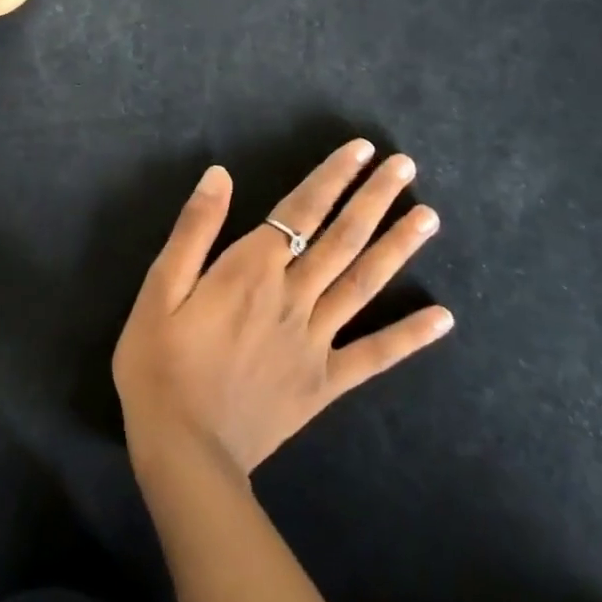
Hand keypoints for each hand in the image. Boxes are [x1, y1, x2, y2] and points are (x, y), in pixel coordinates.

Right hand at [113, 140, 452, 476]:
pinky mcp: (325, 383)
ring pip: (363, 284)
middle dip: (374, 199)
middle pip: (341, 239)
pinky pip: (373, 356)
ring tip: (428, 217)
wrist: (184, 450)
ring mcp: (315, 341)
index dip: (332, 178)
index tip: (361, 151)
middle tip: (407, 167)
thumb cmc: (160, 362)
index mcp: (251, 270)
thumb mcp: (160, 288)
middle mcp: (292, 296)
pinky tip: (442, 318)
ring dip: (397, 247)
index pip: (301, 211)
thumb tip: (219, 176)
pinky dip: (409, 336)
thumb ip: (194, 230)